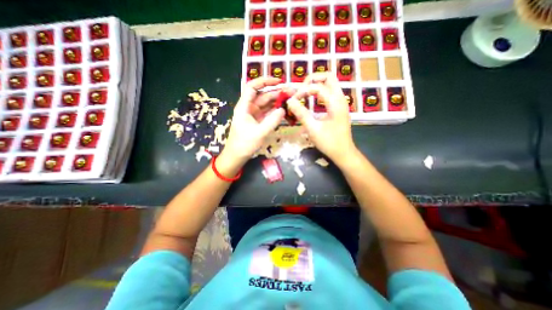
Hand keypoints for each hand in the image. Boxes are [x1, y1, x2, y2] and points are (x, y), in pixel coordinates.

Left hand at [223, 76, 286, 162]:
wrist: (237, 155)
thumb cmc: (244, 144)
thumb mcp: (259, 133)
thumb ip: (272, 121)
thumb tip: (283, 110)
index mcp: (244, 107)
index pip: (252, 87)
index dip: (264, 81)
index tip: (278, 81)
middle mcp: (249, 108)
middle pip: (263, 96)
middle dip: (276, 93)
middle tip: (291, 93)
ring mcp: (254, 115)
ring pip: (266, 104)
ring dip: (277, 102)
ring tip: (290, 100)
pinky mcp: (258, 121)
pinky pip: (267, 113)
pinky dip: (275, 111)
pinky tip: (284, 110)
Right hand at [287, 72, 355, 164]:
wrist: (343, 153)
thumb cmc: (329, 142)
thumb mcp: (313, 129)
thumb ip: (301, 113)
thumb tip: (289, 101)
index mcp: (335, 103)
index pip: (317, 87)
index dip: (303, 90)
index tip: (293, 100)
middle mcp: (340, 98)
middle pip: (328, 77)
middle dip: (312, 79)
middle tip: (301, 90)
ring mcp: (340, 102)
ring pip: (329, 84)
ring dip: (316, 85)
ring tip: (304, 93)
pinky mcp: (338, 108)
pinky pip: (329, 93)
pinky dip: (319, 92)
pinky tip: (311, 101)